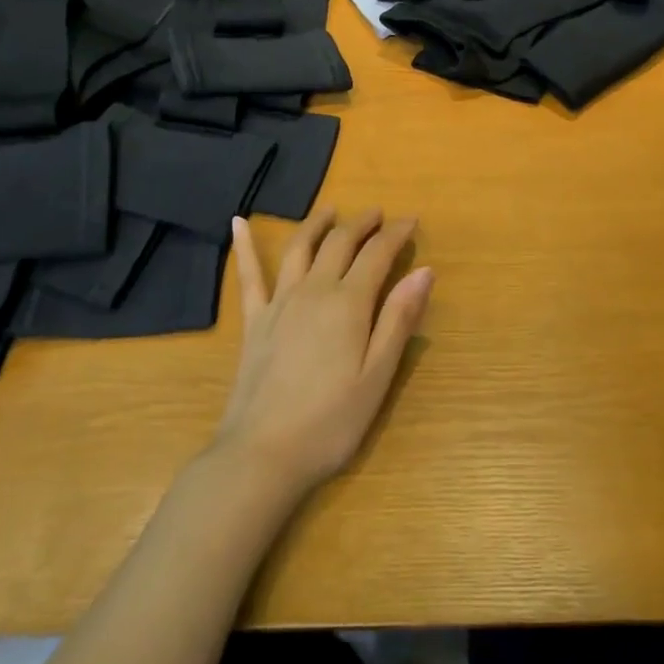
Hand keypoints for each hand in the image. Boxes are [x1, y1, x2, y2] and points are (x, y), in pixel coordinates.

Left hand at [215, 208, 432, 492]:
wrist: (262, 454)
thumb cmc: (331, 422)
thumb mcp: (378, 375)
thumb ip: (399, 319)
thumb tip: (425, 271)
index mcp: (348, 303)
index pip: (377, 254)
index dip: (396, 234)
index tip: (411, 221)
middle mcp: (314, 290)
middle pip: (340, 243)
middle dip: (362, 223)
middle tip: (379, 214)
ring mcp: (279, 303)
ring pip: (300, 248)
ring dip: (318, 223)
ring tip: (330, 209)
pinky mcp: (255, 321)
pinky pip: (249, 276)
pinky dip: (245, 246)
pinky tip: (238, 223)